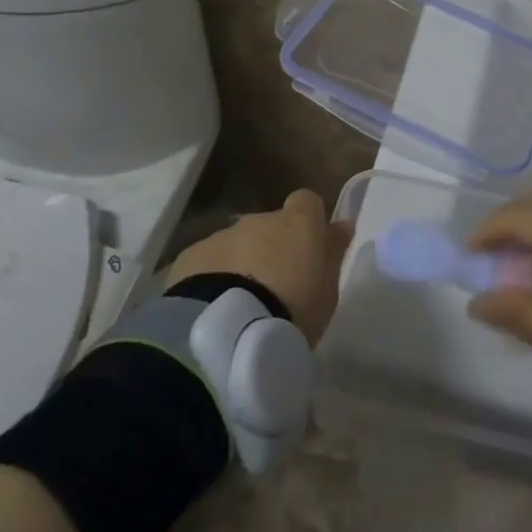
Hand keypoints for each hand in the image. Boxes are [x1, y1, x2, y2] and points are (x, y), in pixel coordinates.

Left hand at [166, 190, 353, 343]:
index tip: (310, 249)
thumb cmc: (293, 308)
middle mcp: (259, 219)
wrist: (229, 330)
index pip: (307, 201)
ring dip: (241, 264)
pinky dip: (212, 278)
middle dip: (271, 249)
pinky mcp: (190, 258)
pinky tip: (213, 309)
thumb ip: (332, 252)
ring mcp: (222, 236)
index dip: (309, 222)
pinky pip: (207, 263)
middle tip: (274, 289)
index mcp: (297, 222)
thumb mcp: (328, 288)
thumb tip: (341, 225)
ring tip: (242, 305)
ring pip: (237, 244)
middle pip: (269, 226)